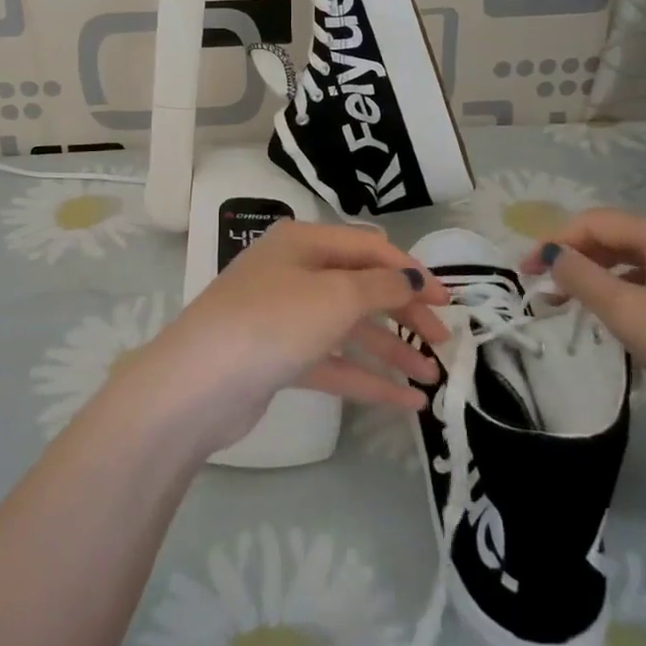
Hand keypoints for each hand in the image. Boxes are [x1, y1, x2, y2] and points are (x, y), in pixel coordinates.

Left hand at [118, 220, 450, 457]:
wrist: (198, 383)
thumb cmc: (272, 322)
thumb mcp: (335, 296)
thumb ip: (380, 285)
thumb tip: (412, 276)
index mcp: (303, 242)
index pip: (369, 247)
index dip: (411, 271)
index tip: (448, 302)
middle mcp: (293, 271)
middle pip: (360, 287)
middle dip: (403, 312)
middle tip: (443, 342)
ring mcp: (284, 316)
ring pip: (348, 328)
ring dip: (390, 350)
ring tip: (433, 378)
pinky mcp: (278, 358)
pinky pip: (332, 362)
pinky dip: (366, 378)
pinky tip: (405, 403)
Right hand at [519, 209, 645, 423]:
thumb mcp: (628, 313)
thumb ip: (581, 278)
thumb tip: (551, 253)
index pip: (593, 222)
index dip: (554, 242)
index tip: (524, 273)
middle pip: (616, 237)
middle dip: (576, 259)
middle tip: (546, 291)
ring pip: (638, 260)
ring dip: (602, 277)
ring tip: (578, 307)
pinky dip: (631, 292)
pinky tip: (626, 320)